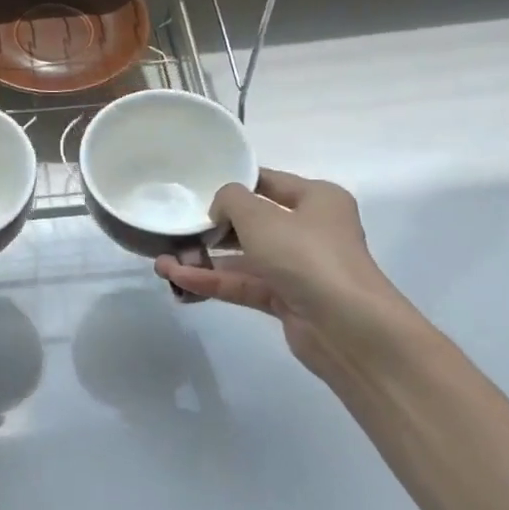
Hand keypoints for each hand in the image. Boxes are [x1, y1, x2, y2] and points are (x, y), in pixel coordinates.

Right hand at [155, 169, 411, 380]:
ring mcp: (298, 268)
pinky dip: (213, 283)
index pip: (268, 182)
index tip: (195, 190)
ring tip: (162, 263)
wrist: (346, 326)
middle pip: (253, 223)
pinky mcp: (285, 300)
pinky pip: (243, 285)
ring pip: (243, 259)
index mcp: (316, 199)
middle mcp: (310, 230)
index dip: (233, 184)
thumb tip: (220, 209)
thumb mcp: (261, 217)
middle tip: (174, 229)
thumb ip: (231, 201)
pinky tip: (178, 281)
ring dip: (204, 261)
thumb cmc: (306, 256)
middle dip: (212, 228)